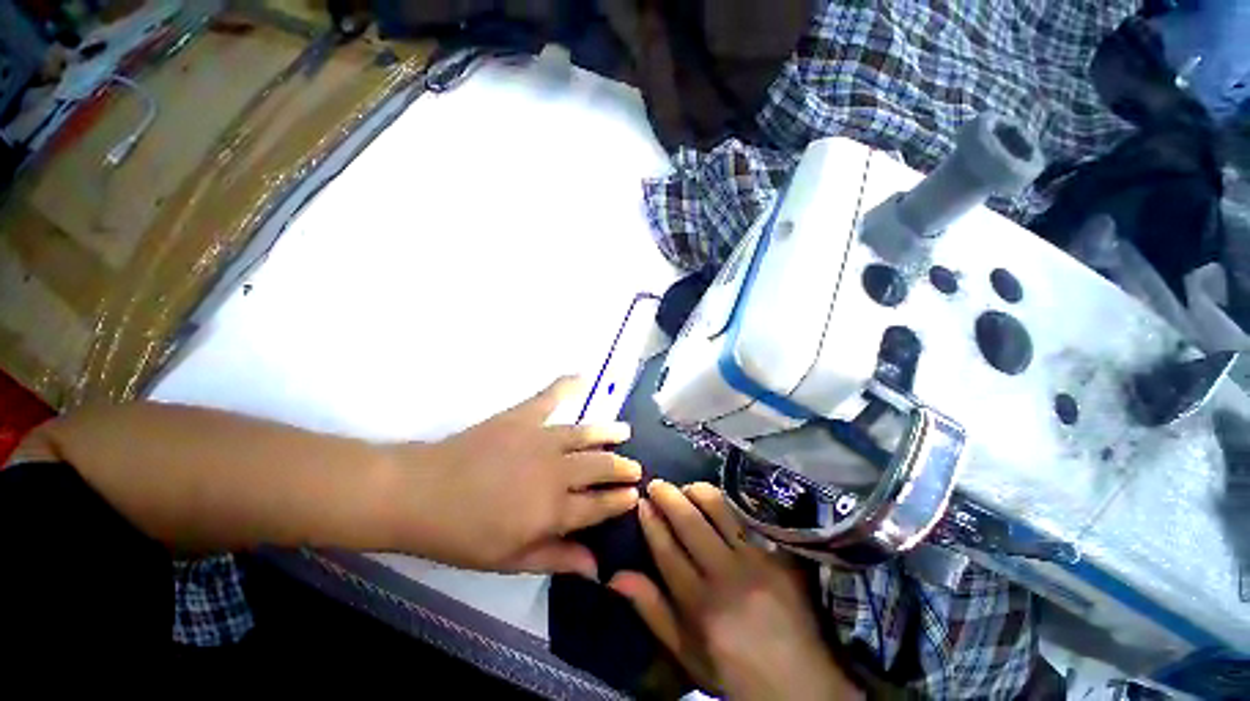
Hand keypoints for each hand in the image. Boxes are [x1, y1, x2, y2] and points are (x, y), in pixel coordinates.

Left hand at [392, 377, 640, 577]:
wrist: (420, 493)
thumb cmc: (462, 534)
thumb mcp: (509, 560)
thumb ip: (556, 559)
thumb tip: (595, 567)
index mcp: (552, 510)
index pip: (598, 506)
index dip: (620, 501)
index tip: (635, 495)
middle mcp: (556, 472)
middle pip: (600, 467)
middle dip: (622, 468)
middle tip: (635, 467)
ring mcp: (541, 439)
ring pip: (586, 434)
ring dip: (609, 433)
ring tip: (624, 432)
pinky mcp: (523, 417)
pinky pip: (550, 396)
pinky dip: (567, 385)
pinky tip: (582, 376)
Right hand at [609, 481, 860, 700]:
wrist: (800, 683)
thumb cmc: (733, 670)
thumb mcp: (687, 653)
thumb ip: (653, 612)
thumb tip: (615, 576)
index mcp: (700, 604)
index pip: (667, 550)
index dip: (651, 522)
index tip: (640, 502)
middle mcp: (726, 575)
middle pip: (690, 522)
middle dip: (668, 496)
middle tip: (656, 484)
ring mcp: (757, 560)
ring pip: (720, 509)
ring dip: (698, 491)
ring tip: (687, 489)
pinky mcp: (779, 554)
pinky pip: (749, 515)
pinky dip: (729, 502)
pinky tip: (719, 499)